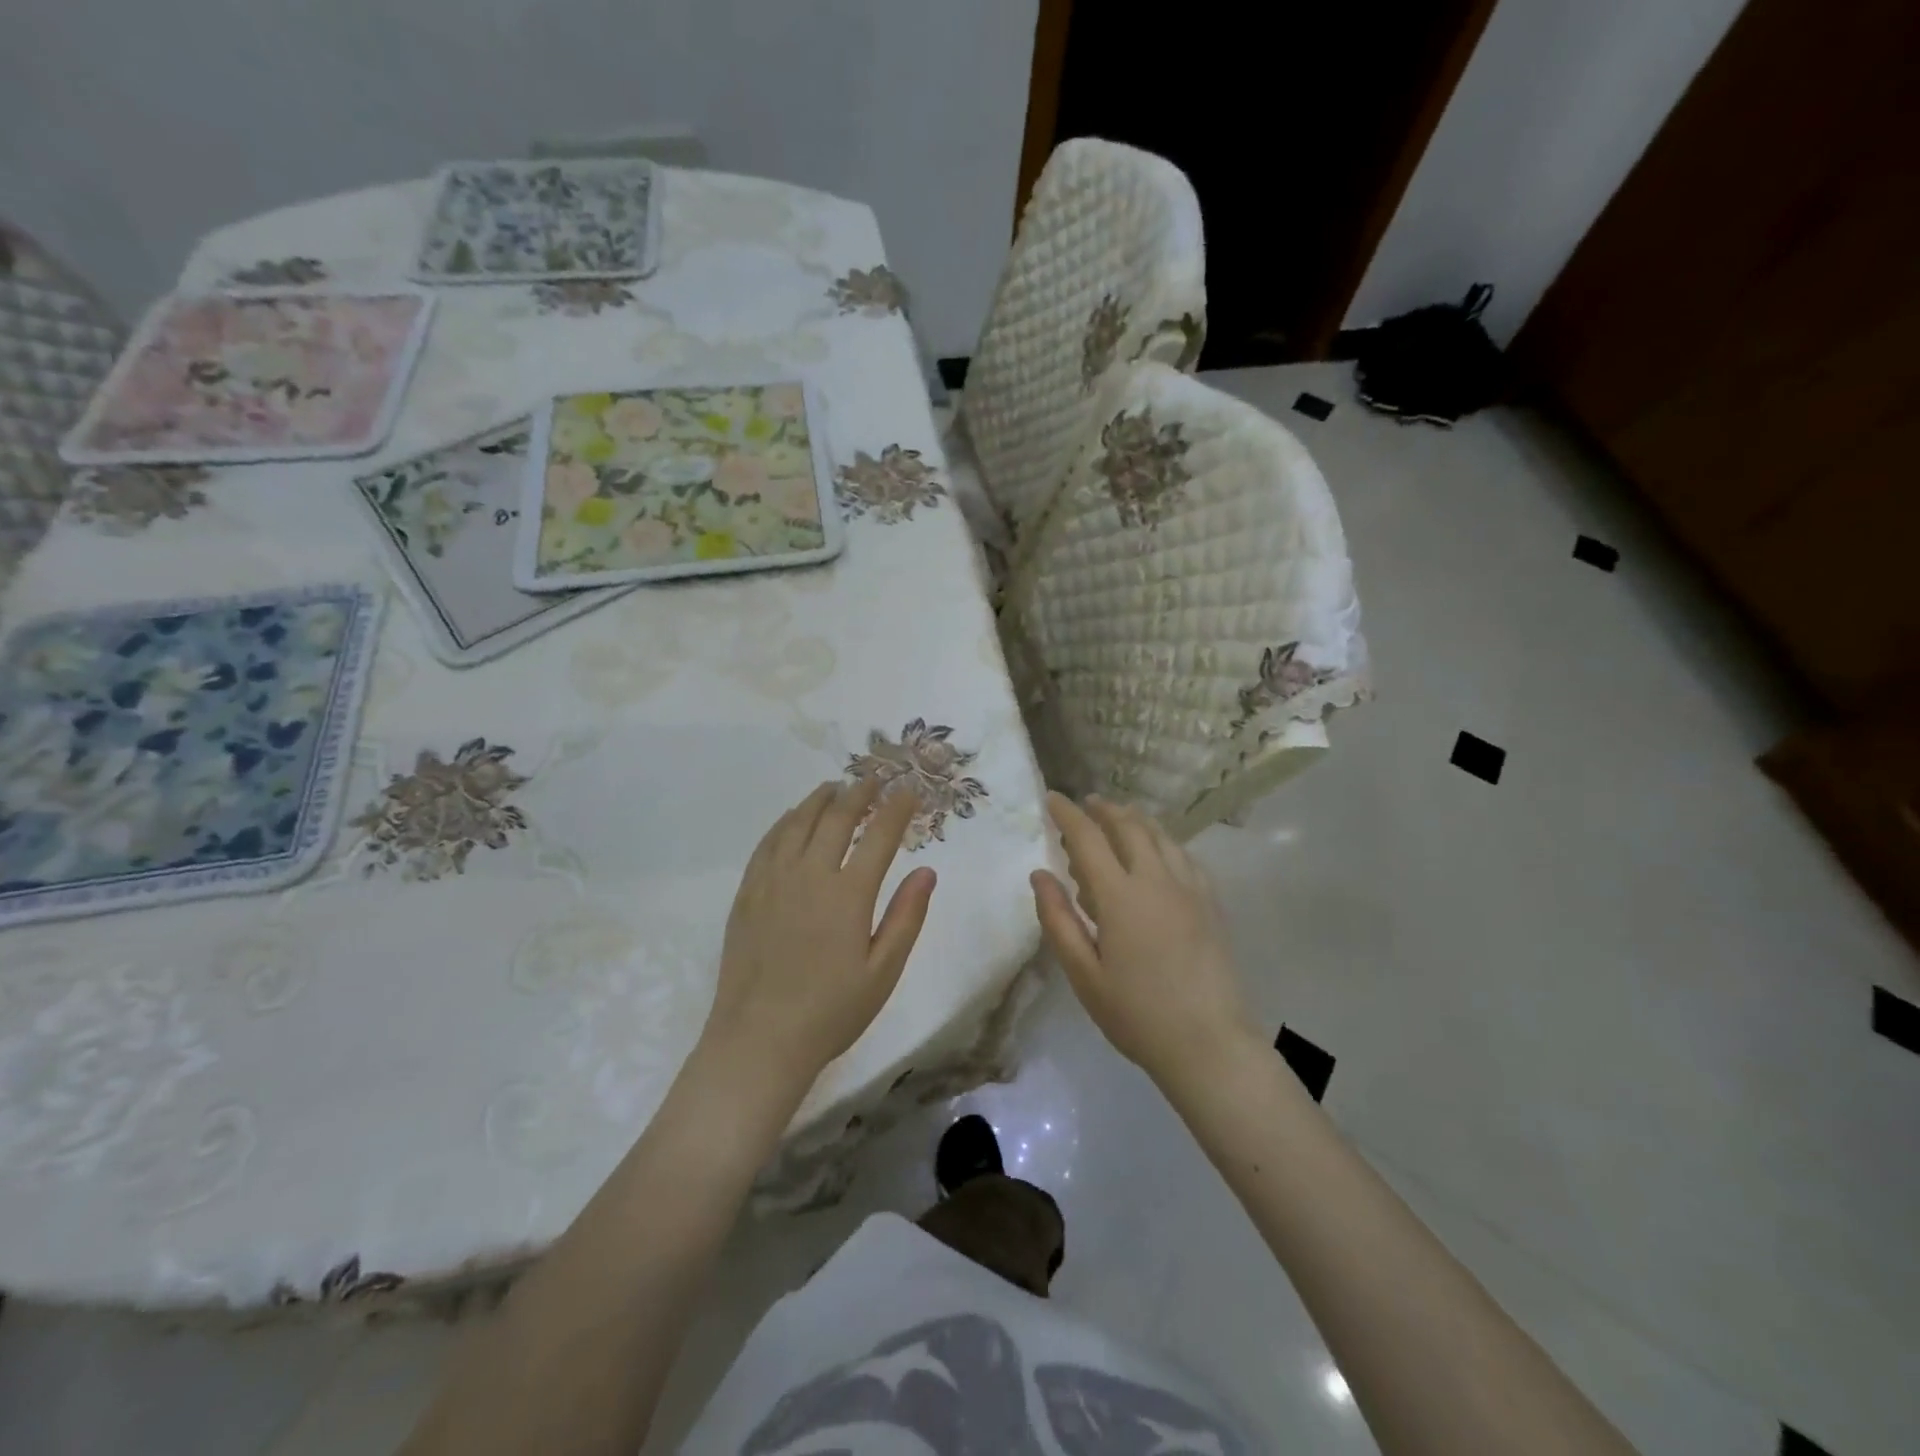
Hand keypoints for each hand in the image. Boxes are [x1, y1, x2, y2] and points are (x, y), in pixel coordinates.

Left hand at [700, 778, 936, 1090]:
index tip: (909, 791)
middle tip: (874, 777)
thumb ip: (906, 917)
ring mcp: (773, 881)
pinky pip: (768, 843)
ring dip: (820, 799)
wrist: (759, 1040)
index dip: (897, 809)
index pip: (879, 836)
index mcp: (848, 895)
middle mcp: (810, 875)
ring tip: (835, 786)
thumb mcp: (883, 972)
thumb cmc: (831, 1012)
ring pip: (798, 823)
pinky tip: (792, 817)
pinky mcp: (748, 893)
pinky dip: (785, 822)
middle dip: (859, 792)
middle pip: (837, 818)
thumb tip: (927, 871)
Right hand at [1031, 793, 1258, 1083]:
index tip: (1052, 798)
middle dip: (1105, 809)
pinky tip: (1160, 852)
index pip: (1088, 838)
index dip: (1068, 814)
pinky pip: (1185, 856)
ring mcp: (1190, 889)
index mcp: (1121, 896)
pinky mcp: (1212, 903)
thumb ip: (1058, 919)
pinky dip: (1165, 842)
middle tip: (1088, 803)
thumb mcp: (1083, 973)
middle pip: (1129, 826)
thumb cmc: (1136, 1014)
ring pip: (1162, 836)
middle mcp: (1157, 880)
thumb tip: (1040, 874)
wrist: (1209, 1043)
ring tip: (1120, 818)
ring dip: (1136, 820)